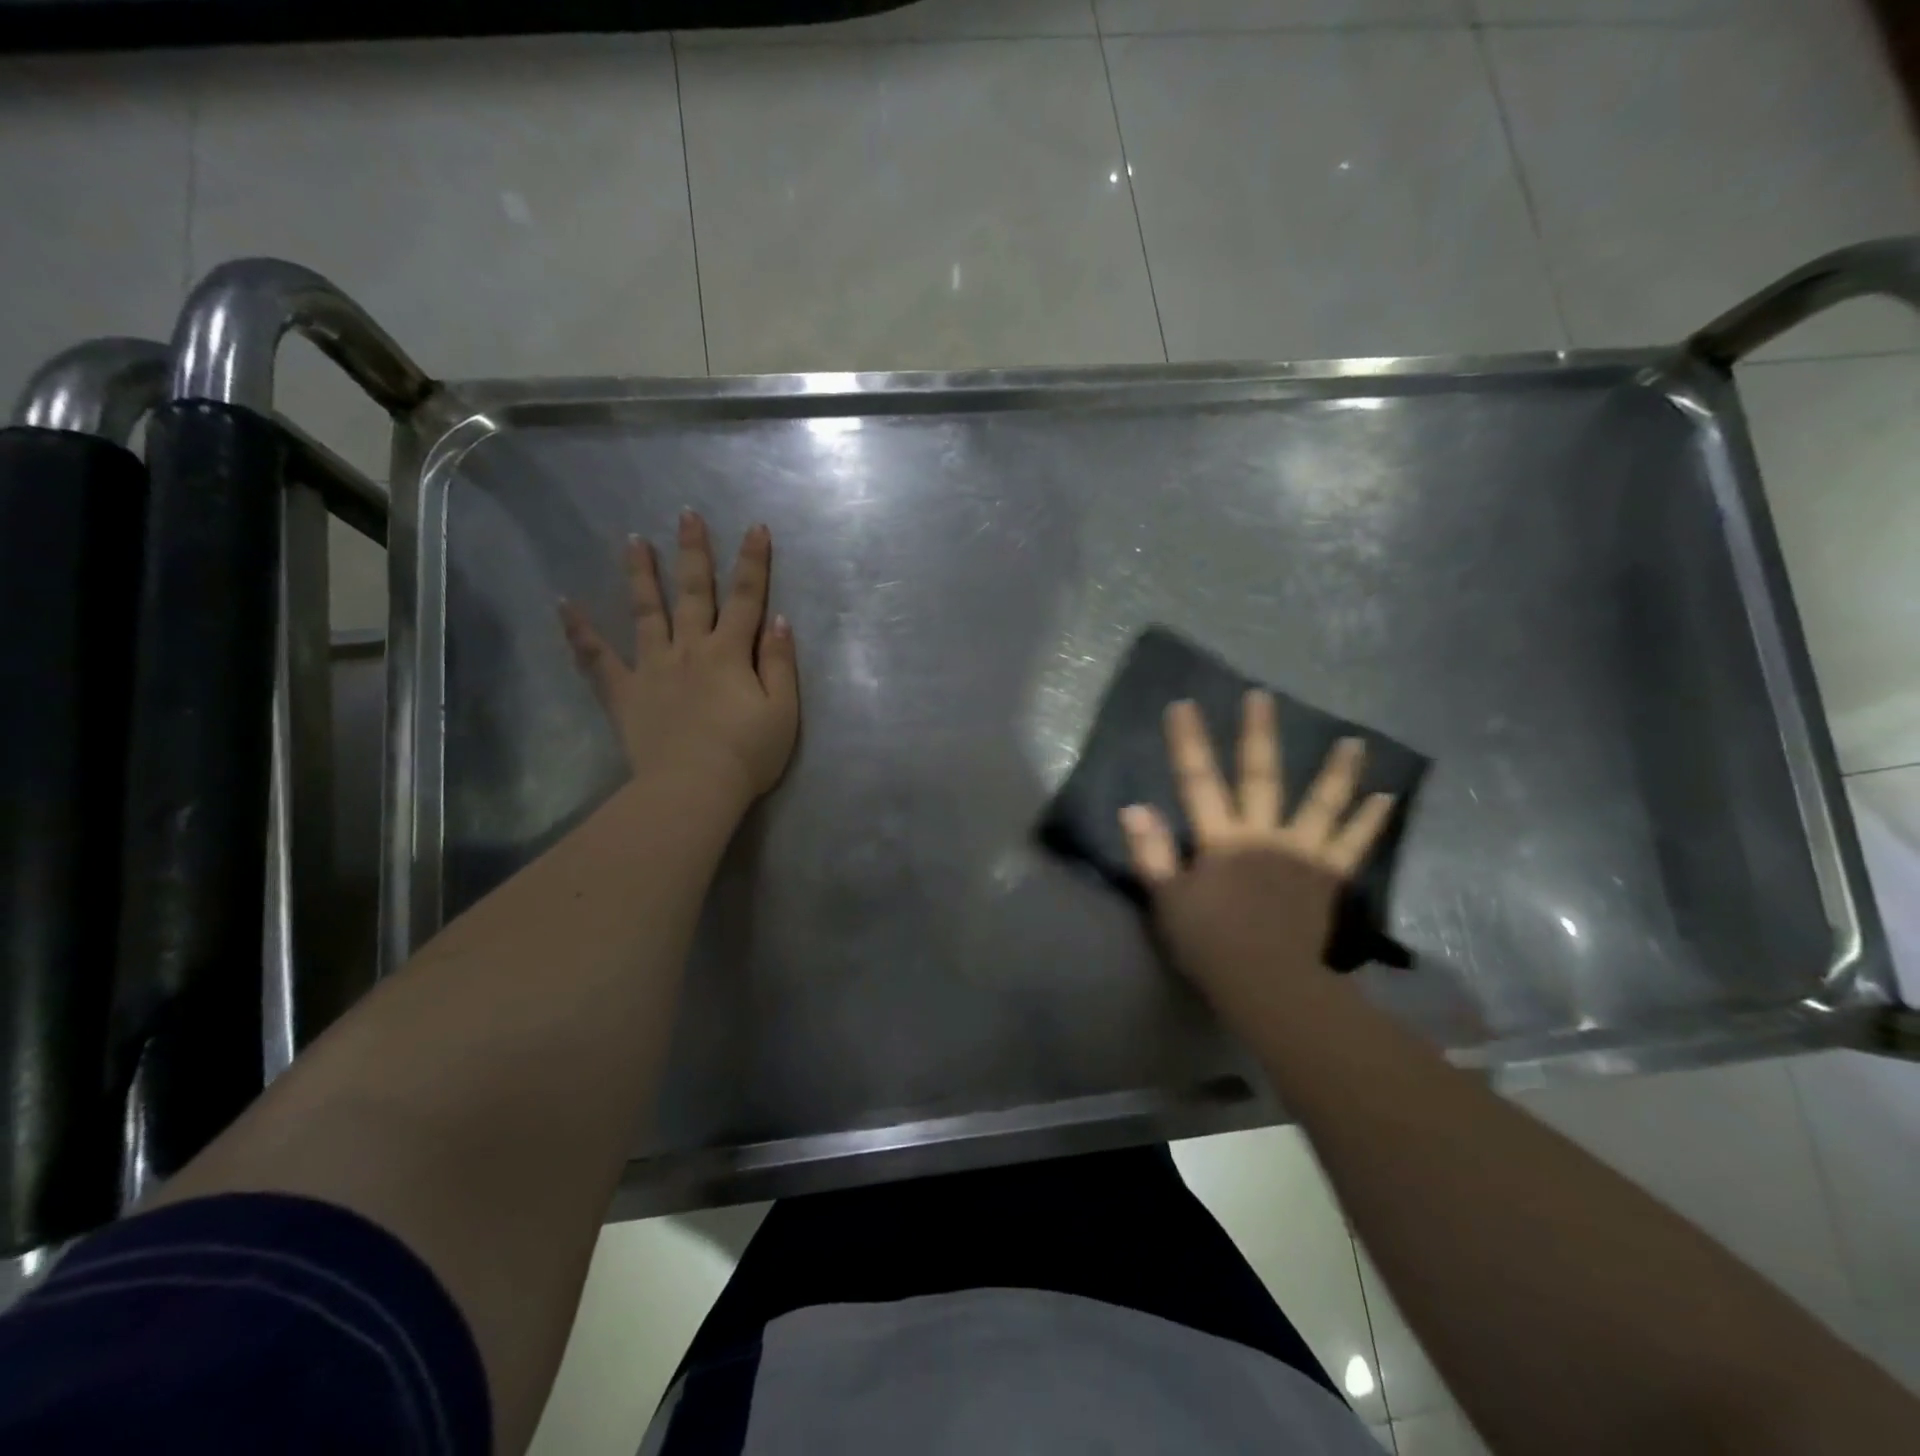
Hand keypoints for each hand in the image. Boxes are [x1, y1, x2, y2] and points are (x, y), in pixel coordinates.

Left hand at [559, 510, 799, 807]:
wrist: (693, 788)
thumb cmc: (747, 754)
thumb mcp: (783, 711)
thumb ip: (779, 663)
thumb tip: (778, 620)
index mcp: (730, 653)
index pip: (747, 599)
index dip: (753, 563)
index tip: (755, 528)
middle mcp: (690, 649)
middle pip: (693, 593)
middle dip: (693, 552)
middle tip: (686, 515)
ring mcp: (652, 667)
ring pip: (646, 611)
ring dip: (640, 574)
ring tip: (632, 540)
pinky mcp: (625, 692)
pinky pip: (597, 658)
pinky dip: (580, 631)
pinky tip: (564, 605)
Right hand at [1119, 693, 1393, 1014]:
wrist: (1267, 983)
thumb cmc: (1209, 942)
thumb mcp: (1167, 899)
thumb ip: (1151, 852)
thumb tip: (1134, 806)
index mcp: (1220, 840)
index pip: (1198, 781)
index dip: (1188, 742)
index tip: (1183, 705)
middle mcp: (1262, 835)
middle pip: (1259, 777)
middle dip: (1257, 735)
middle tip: (1262, 697)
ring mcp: (1301, 853)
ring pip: (1320, 804)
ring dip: (1337, 771)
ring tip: (1355, 742)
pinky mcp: (1328, 876)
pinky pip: (1353, 844)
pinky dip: (1370, 820)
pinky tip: (1386, 797)